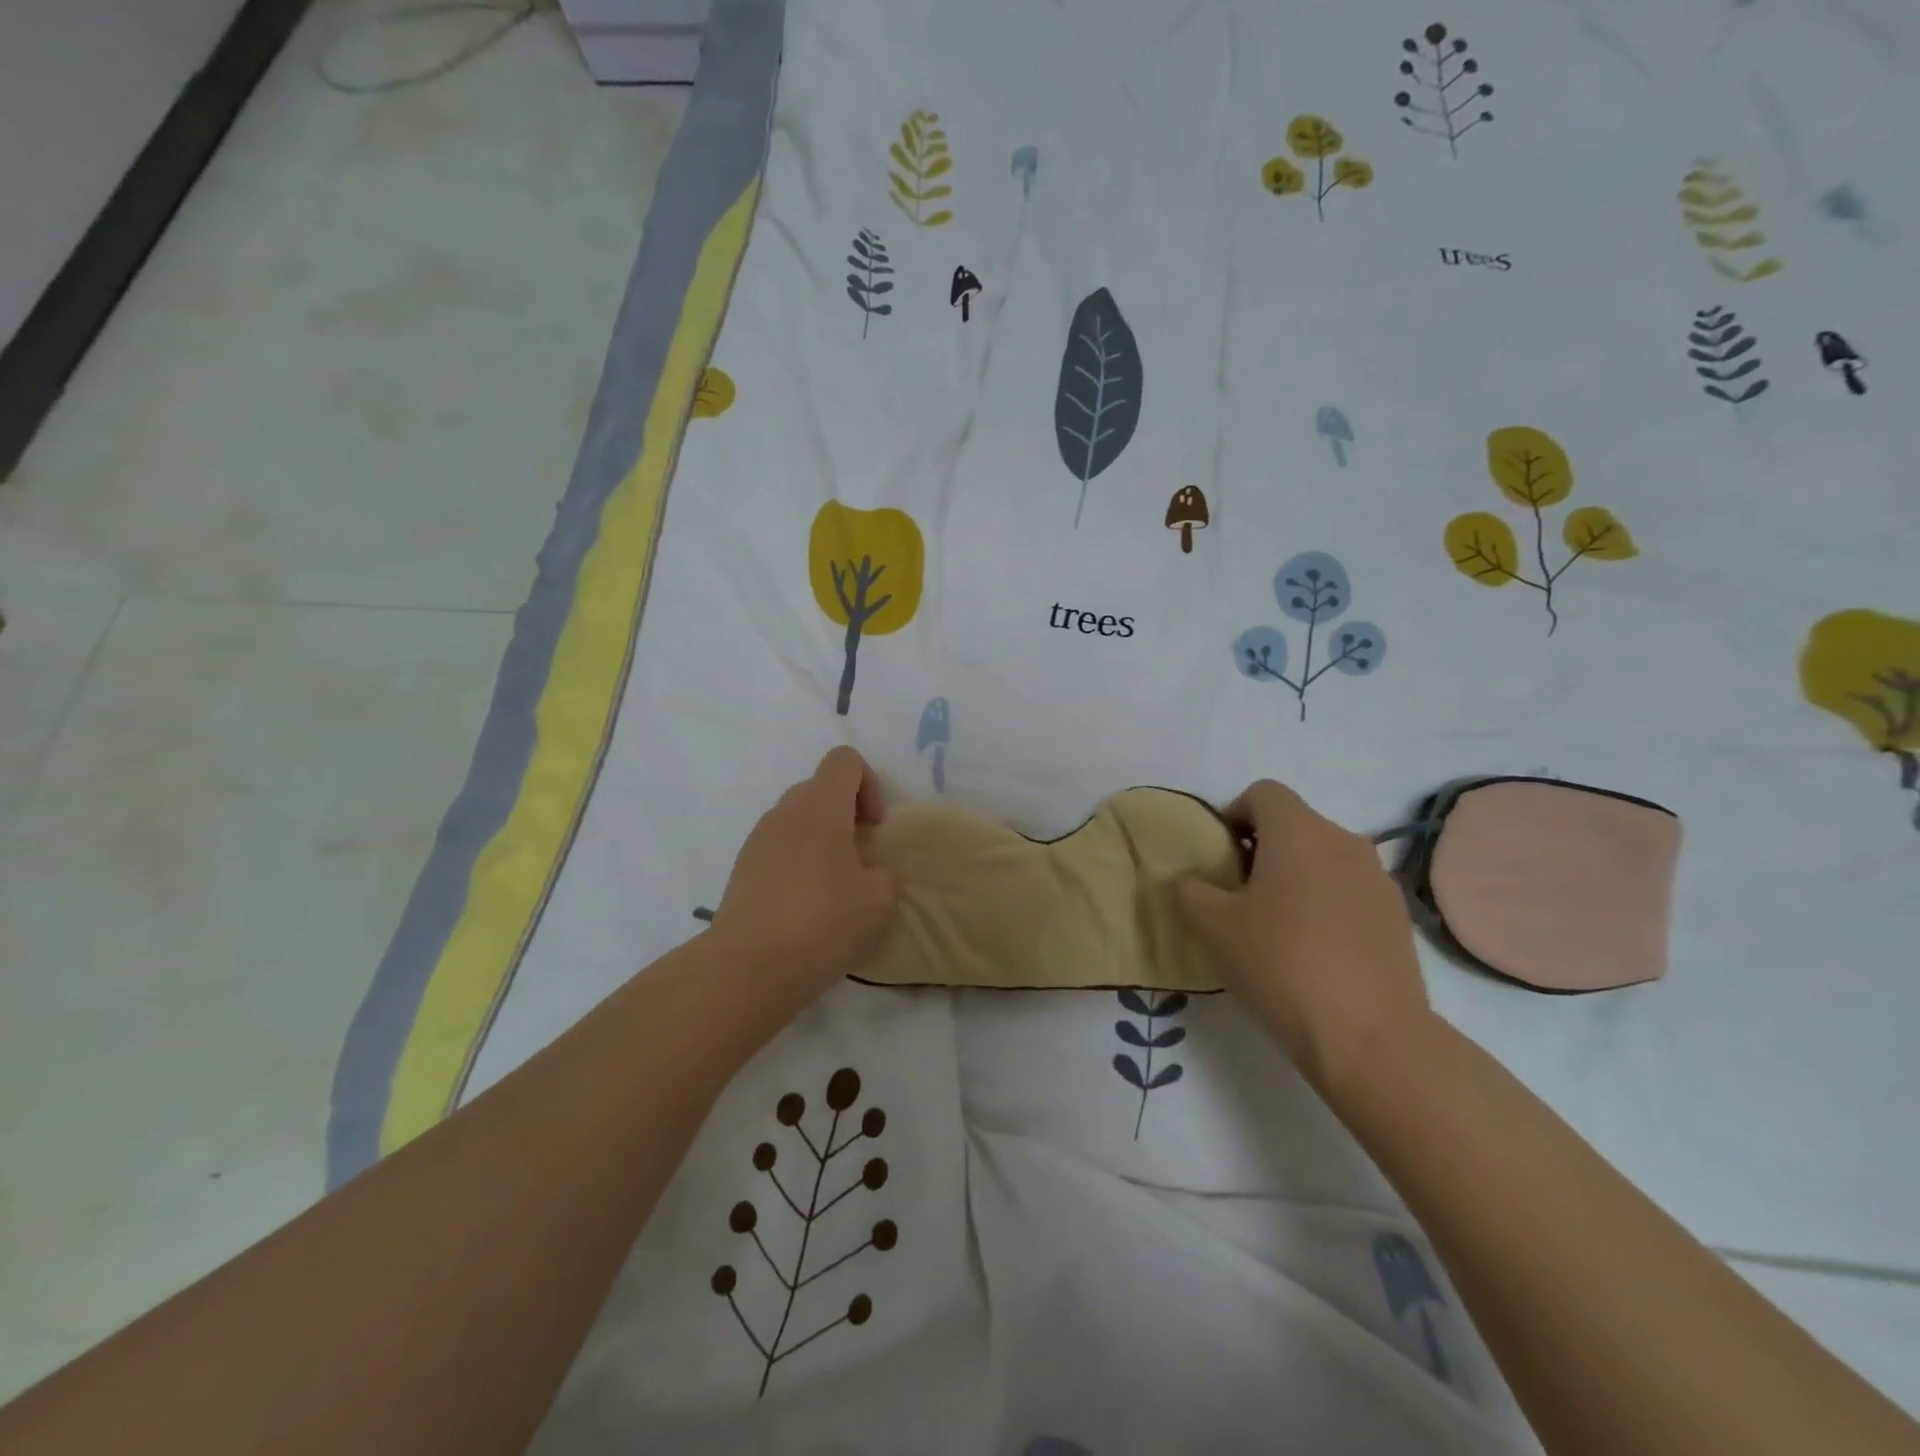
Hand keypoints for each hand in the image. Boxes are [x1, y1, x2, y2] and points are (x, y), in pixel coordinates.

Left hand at [707, 747, 898, 1007]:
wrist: (747, 968)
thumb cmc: (822, 924)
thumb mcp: (878, 900)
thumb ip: (882, 873)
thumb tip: (868, 871)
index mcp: (820, 807)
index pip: (844, 760)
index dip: (869, 784)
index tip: (873, 827)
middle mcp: (785, 812)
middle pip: (820, 787)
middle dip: (846, 812)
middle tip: (860, 856)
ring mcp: (758, 839)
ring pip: (797, 818)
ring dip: (821, 837)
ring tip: (833, 884)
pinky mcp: (742, 867)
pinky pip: (778, 846)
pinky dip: (798, 860)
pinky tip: (805, 903)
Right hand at [1176, 780, 1430, 1094]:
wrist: (1369, 1036)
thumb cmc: (1280, 964)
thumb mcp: (1212, 926)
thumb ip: (1190, 890)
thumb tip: (1192, 881)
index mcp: (1298, 832)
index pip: (1263, 793)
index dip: (1234, 814)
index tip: (1221, 857)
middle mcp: (1343, 840)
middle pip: (1294, 823)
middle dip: (1262, 848)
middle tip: (1240, 894)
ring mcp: (1377, 877)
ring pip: (1324, 856)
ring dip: (1296, 874)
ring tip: (1278, 925)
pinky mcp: (1397, 914)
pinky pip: (1350, 888)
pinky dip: (1327, 901)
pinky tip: (1316, 949)